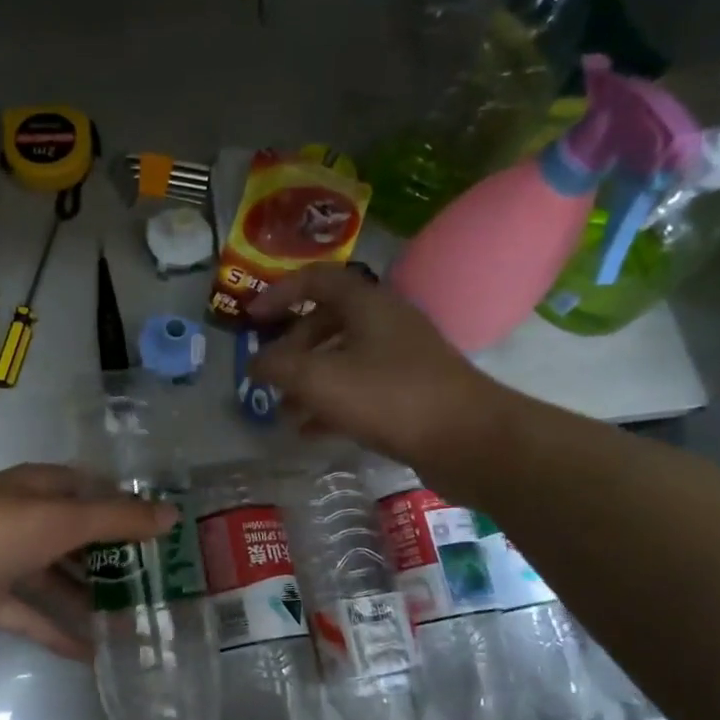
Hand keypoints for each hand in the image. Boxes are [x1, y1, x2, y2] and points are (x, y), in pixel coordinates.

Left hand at [0, 464, 174, 660]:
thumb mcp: (55, 521)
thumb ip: (113, 520)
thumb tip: (170, 515)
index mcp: (39, 488)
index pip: (96, 493)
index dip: (131, 511)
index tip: (168, 539)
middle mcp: (23, 517)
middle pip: (78, 538)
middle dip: (115, 562)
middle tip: (160, 592)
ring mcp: (1, 557)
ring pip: (55, 578)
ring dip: (89, 600)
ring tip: (134, 628)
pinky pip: (28, 612)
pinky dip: (54, 629)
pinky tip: (90, 654)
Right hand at [247, 264, 517, 490]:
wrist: (468, 440)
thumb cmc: (389, 397)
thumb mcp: (319, 379)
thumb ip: (278, 367)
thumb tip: (255, 363)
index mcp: (368, 304)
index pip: (316, 280)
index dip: (279, 293)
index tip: (251, 319)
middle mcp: (386, 323)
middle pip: (327, 322)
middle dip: (292, 348)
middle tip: (268, 374)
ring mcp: (401, 359)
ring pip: (342, 359)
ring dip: (308, 381)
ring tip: (282, 411)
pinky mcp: (410, 393)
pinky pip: (359, 389)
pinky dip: (330, 404)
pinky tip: (309, 432)